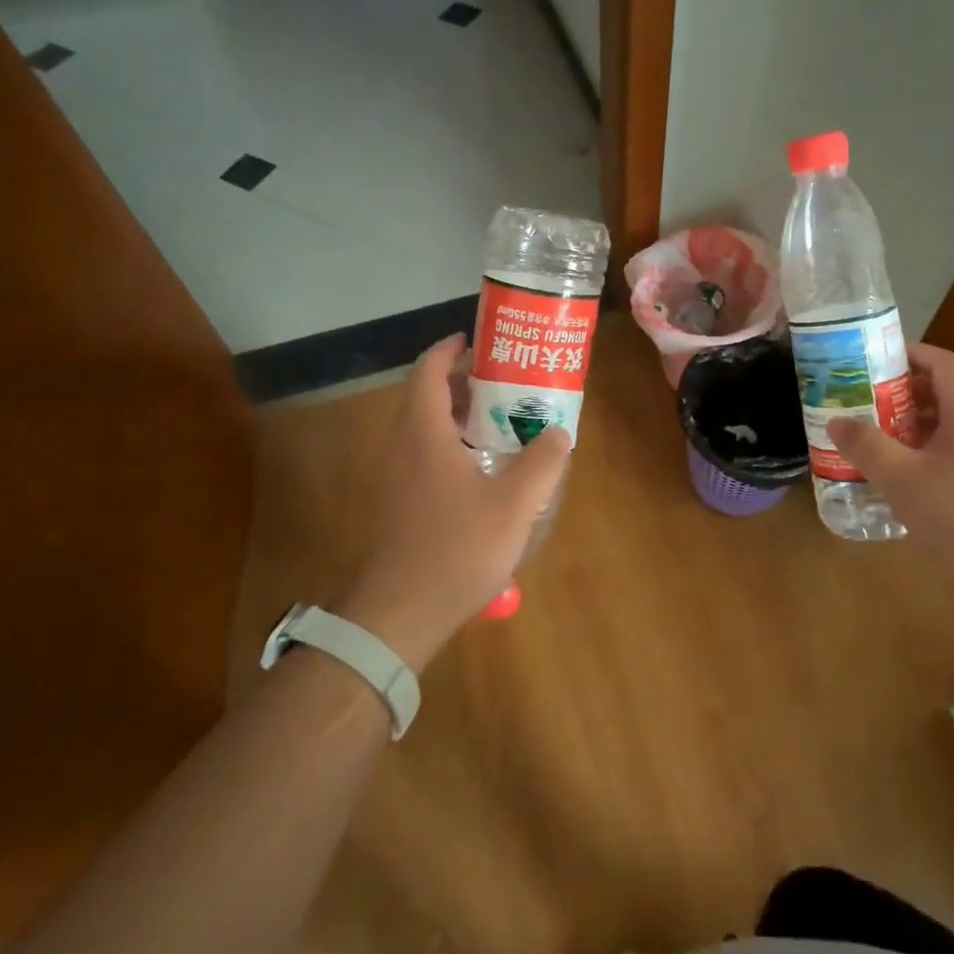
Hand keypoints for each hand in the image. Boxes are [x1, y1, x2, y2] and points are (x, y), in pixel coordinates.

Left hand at [337, 334, 569, 671]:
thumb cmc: (456, 549)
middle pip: (427, 396)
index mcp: (424, 432)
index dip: (449, 349)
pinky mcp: (397, 503)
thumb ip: (541, 463)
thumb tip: (558, 432)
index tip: (477, 340)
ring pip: (425, 428)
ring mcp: (395, 477)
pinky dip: (451, 445)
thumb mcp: (514, 504)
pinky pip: (423, 455)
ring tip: (500, 421)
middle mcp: (402, 445)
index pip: (428, 370)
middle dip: (463, 382)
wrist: (400, 614)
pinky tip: (483, 471)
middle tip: (504, 382)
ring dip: (458, 416)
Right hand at [830, 344, 953, 599]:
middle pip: (940, 397)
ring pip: (943, 433)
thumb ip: (867, 446)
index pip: (943, 364)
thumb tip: (836, 421)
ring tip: (869, 443)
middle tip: (859, 403)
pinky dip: (919, 462)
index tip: (875, 357)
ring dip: (907, 431)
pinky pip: (948, 462)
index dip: (911, 353)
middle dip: (898, 396)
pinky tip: (896, 485)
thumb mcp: (903, 477)